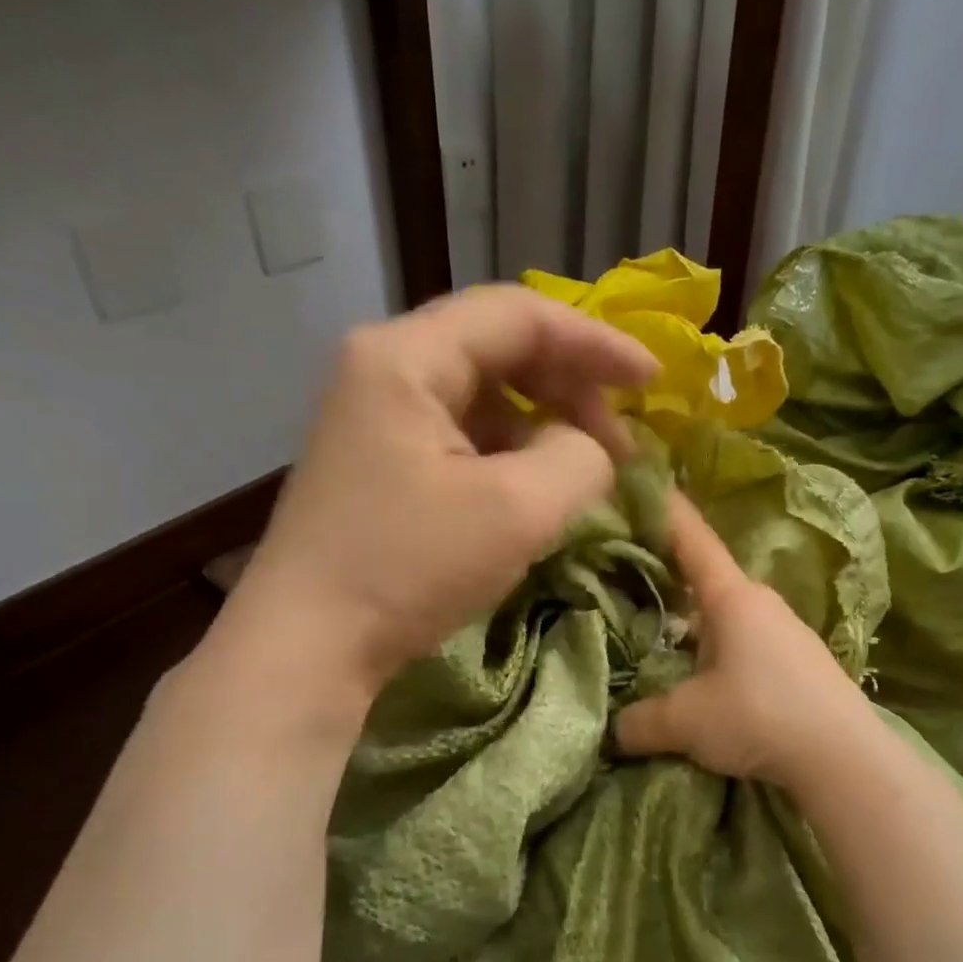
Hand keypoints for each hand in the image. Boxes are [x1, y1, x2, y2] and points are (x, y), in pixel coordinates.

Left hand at [210, 287, 657, 707]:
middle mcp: (383, 371)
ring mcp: (374, 419)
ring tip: (584, 473)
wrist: (308, 646)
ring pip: (481, 399)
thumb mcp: (517, 510)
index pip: (519, 315)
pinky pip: (459, 439)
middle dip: (570, 389)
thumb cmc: (407, 569)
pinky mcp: (376, 465)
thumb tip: (589, 447)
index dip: (596, 342)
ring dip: (541, 427)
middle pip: (498, 351)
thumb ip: (580, 457)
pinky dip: (507, 457)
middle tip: (620, 443)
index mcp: (406, 357)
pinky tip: (533, 493)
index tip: (654, 383)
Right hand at [614, 493, 879, 788]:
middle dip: (668, 578)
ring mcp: (785, 632)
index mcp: (732, 598)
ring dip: (694, 625)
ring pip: (726, 617)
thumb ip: (640, 722)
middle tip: (628, 579)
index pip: (692, 539)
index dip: (665, 508)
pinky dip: (717, 651)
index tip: (642, 476)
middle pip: (705, 581)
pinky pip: (746, 644)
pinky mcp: (799, 663)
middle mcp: (761, 604)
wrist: (844, 758)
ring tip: (660, 642)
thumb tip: (613, 731)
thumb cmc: (759, 716)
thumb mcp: (685, 721)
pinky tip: (704, 682)